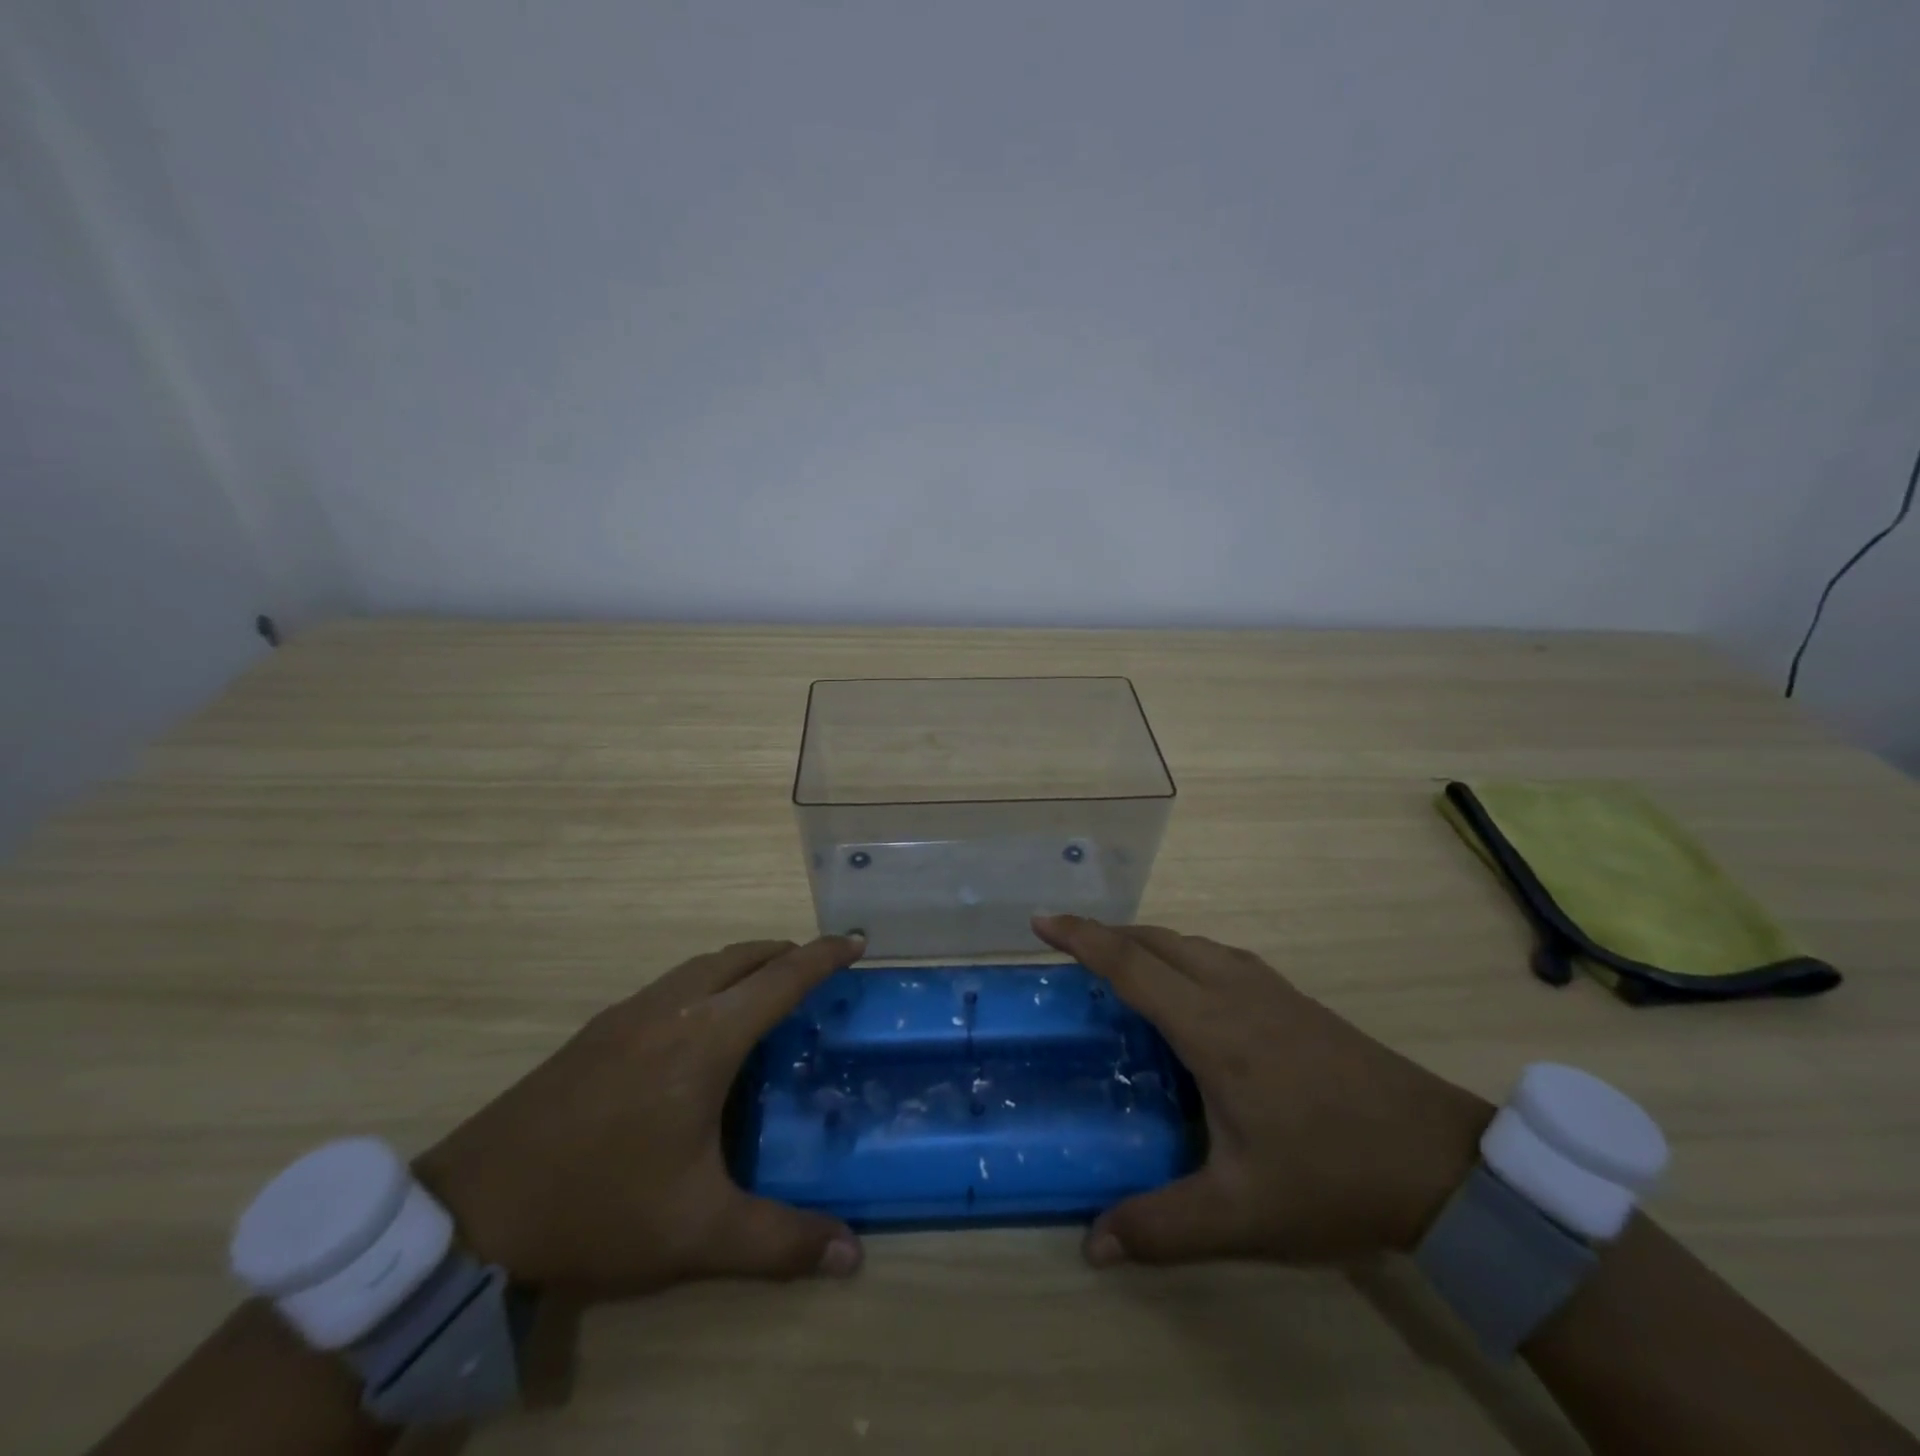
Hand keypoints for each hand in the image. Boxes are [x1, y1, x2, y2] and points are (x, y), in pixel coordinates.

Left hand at [414, 935, 866, 1296]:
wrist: (473, 1210)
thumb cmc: (599, 1208)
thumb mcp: (696, 1233)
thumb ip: (780, 1240)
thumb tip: (853, 1256)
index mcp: (705, 1040)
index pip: (782, 979)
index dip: (824, 955)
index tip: (857, 942)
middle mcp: (671, 1009)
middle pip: (743, 957)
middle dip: (787, 953)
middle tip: (818, 971)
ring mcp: (628, 1013)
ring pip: (703, 965)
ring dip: (744, 964)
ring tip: (766, 990)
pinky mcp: (598, 1028)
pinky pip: (672, 983)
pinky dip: (707, 981)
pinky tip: (699, 1024)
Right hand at [1033, 915, 1491, 1266]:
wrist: (1443, 1161)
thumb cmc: (1334, 1177)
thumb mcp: (1243, 1214)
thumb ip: (1162, 1227)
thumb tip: (1091, 1245)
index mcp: (1213, 1029)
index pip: (1132, 965)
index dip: (1082, 938)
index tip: (1041, 921)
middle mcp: (1235, 993)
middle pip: (1157, 940)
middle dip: (1106, 933)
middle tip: (1066, 944)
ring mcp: (1270, 990)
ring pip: (1191, 943)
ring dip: (1146, 940)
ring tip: (1117, 962)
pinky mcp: (1294, 999)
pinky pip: (1219, 956)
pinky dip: (1182, 953)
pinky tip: (1187, 987)